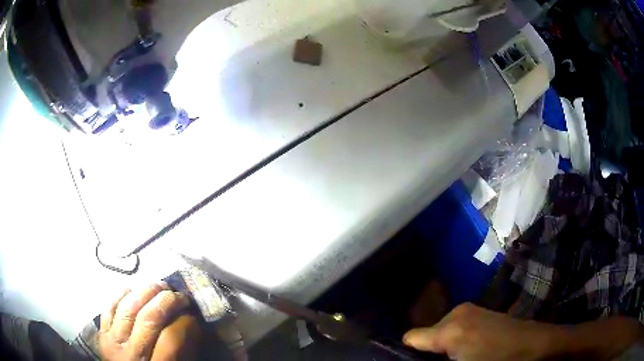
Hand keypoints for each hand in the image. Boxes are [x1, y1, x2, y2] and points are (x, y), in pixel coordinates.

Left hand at [99, 283, 194, 360]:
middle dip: (167, 301)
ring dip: (145, 291)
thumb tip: (191, 322)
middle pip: (148, 318)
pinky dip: (120, 295)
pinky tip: (131, 289)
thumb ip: (182, 350)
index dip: (185, 322)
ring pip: (128, 308)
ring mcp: (113, 341)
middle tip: (179, 295)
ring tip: (159, 286)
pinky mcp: (101, 333)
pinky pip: (109, 308)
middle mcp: (131, 353)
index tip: (193, 314)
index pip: (171, 338)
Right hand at [403, 303, 550, 360]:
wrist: (533, 345)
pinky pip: (454, 326)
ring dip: (444, 345)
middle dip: (430, 351)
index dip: (409, 353)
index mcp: (450, 330)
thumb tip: (435, 353)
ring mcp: (469, 309)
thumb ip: (440, 359)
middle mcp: (456, 313)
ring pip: (440, 331)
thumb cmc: (498, 360)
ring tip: (461, 356)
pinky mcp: (478, 310)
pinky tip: (471, 347)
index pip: (411, 338)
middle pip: (426, 335)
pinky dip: (455, 338)